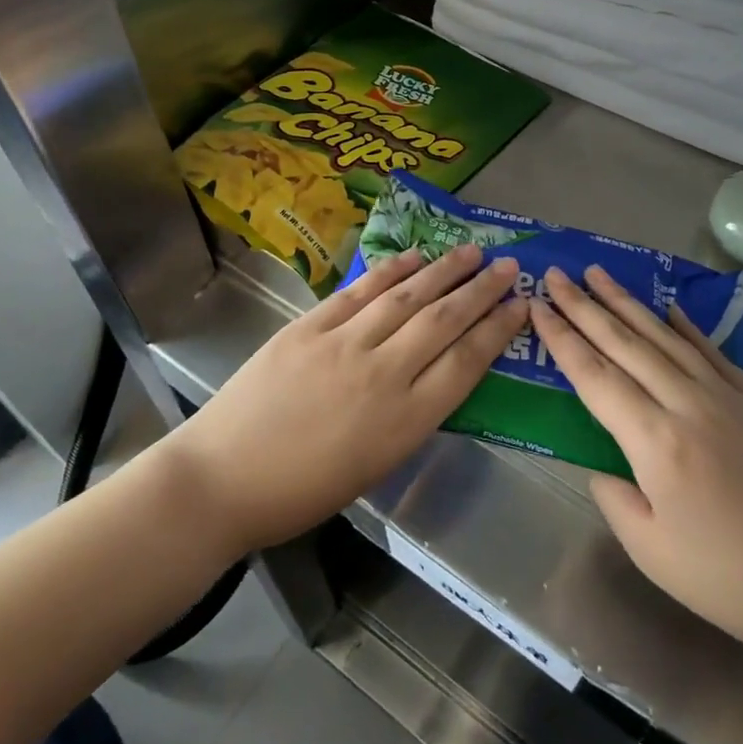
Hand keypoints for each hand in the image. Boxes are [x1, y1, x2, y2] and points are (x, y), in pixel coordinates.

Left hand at [166, 244, 529, 552]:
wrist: (222, 478)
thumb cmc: (301, 491)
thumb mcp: (375, 466)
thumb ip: (410, 416)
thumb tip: (432, 374)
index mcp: (405, 421)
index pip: (466, 362)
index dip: (498, 329)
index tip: (520, 305)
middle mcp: (383, 374)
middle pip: (444, 320)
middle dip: (481, 290)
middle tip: (508, 266)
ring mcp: (343, 344)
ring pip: (406, 298)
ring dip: (443, 271)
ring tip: (470, 252)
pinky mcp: (308, 327)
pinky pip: (359, 293)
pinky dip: (389, 271)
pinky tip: (413, 257)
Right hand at [532, 266, 742, 671]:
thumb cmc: (730, 580)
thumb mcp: (650, 551)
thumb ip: (613, 496)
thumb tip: (602, 462)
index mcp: (656, 442)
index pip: (595, 376)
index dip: (562, 339)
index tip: (538, 306)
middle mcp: (688, 405)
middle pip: (625, 344)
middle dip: (585, 306)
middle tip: (556, 274)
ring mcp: (727, 398)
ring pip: (665, 338)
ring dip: (627, 303)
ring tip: (599, 274)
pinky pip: (711, 352)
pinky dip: (685, 326)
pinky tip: (667, 308)